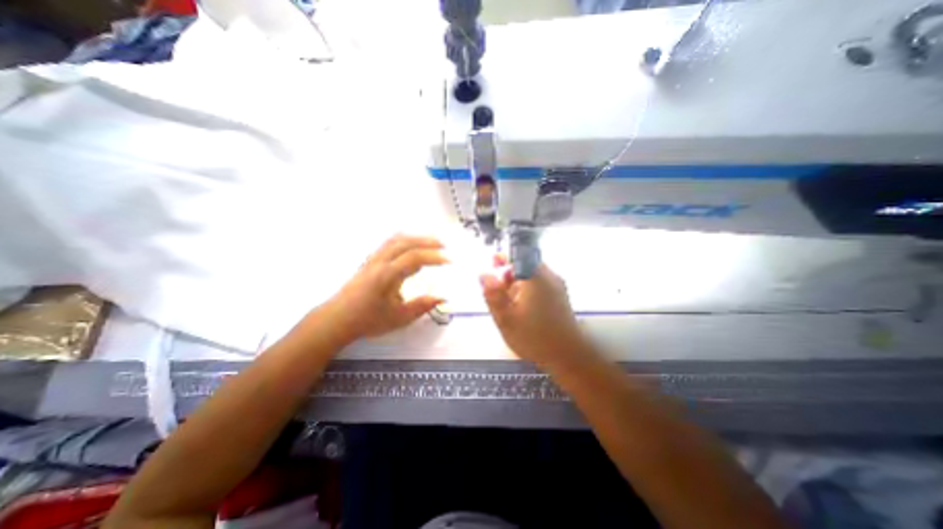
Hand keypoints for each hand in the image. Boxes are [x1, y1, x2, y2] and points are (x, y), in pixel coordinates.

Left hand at [319, 234, 446, 341]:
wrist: (337, 319)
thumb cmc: (368, 320)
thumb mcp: (399, 318)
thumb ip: (422, 306)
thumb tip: (442, 298)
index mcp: (387, 275)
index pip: (414, 258)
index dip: (434, 257)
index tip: (449, 260)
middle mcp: (380, 262)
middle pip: (405, 242)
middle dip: (427, 241)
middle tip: (444, 245)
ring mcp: (373, 259)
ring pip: (396, 240)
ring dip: (415, 238)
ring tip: (430, 242)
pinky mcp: (369, 261)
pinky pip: (389, 243)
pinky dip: (404, 240)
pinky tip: (410, 245)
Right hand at [479, 258, 587, 368]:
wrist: (568, 355)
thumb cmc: (534, 337)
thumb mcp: (506, 318)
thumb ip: (493, 294)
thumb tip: (483, 274)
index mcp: (535, 277)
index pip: (520, 253)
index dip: (505, 257)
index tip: (493, 262)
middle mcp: (548, 276)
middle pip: (526, 263)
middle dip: (508, 270)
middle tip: (495, 283)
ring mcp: (557, 286)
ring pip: (533, 274)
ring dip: (517, 280)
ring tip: (504, 295)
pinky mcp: (560, 295)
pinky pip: (540, 284)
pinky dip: (527, 288)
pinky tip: (519, 303)